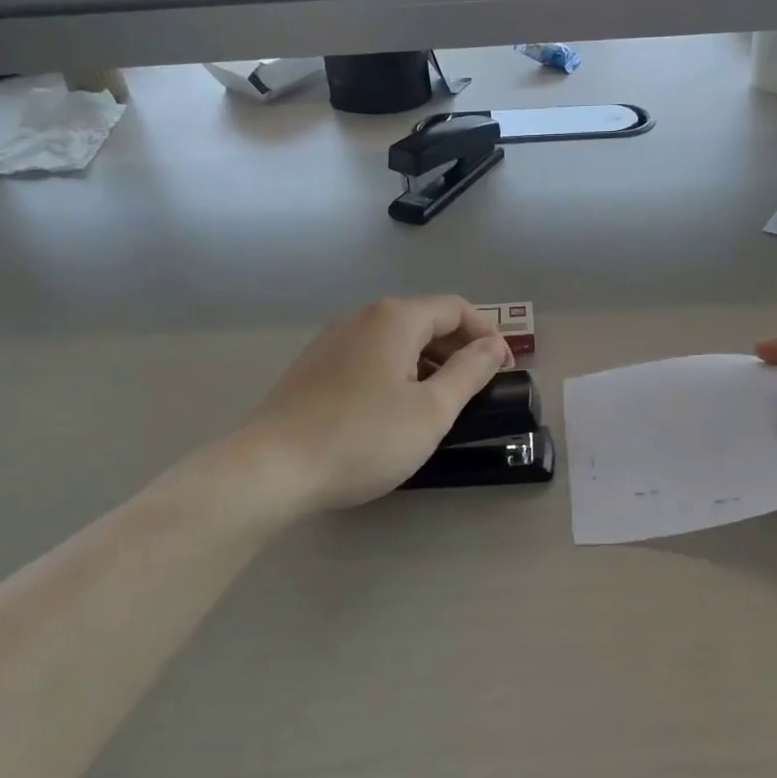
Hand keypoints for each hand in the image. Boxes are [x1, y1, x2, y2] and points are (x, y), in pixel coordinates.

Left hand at [240, 296, 512, 513]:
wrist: (272, 468)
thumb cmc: (363, 438)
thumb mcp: (431, 410)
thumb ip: (469, 372)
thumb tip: (493, 346)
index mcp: (394, 319)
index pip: (455, 309)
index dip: (487, 335)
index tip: (504, 370)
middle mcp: (361, 318)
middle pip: (423, 321)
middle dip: (457, 350)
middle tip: (478, 390)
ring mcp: (331, 341)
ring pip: (394, 342)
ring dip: (426, 364)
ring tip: (439, 404)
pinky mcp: (312, 368)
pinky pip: (368, 358)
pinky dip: (395, 373)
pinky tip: (393, 411)